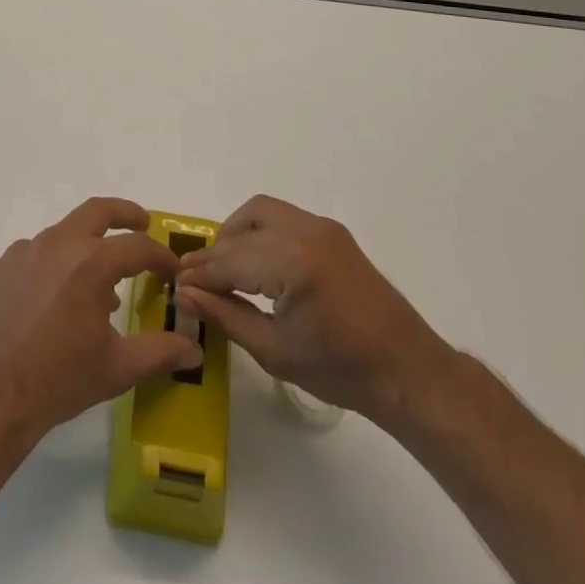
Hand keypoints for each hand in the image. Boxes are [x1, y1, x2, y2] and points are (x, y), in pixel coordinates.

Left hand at [0, 197, 202, 437]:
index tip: (172, 269)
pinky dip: (47, 269)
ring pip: (60, 236)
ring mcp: (21, 252)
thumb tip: (193, 348)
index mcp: (91, 263)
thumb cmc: (60, 379)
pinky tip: (48, 301)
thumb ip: (159, 352)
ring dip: (82, 248)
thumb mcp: (117, 368)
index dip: (161, 256)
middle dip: (124, 213)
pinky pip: (29, 258)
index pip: (138, 247)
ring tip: (92, 284)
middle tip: (141, 223)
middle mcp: (57, 244)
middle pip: (97, 211)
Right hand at [176, 195, 451, 429]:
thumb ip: (226, 316)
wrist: (408, 371)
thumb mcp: (275, 351)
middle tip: (198, 280)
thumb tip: (184, 294)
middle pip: (243, 229)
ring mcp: (322, 227)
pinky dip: (261, 232)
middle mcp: (306, 231)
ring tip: (226, 269)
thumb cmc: (342, 370)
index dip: (200, 273)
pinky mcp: (332, 232)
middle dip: (216, 253)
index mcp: (293, 262)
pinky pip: (283, 218)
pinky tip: (256, 264)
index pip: (231, 260)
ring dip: (237, 234)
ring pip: (261, 212)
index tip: (176, 284)